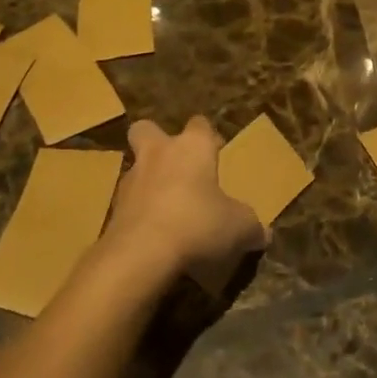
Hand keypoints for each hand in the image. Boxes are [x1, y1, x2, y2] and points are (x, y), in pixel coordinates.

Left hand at [102, 117, 266, 289]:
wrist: (141, 253)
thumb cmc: (198, 223)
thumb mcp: (238, 227)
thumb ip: (251, 226)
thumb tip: (264, 233)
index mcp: (192, 147)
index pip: (200, 124)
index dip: (207, 136)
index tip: (215, 152)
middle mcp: (159, 153)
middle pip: (147, 129)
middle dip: (157, 140)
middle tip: (175, 164)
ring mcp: (131, 180)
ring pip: (136, 168)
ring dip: (148, 182)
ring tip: (167, 210)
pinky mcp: (112, 209)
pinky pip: (129, 204)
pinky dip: (139, 214)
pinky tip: (154, 236)